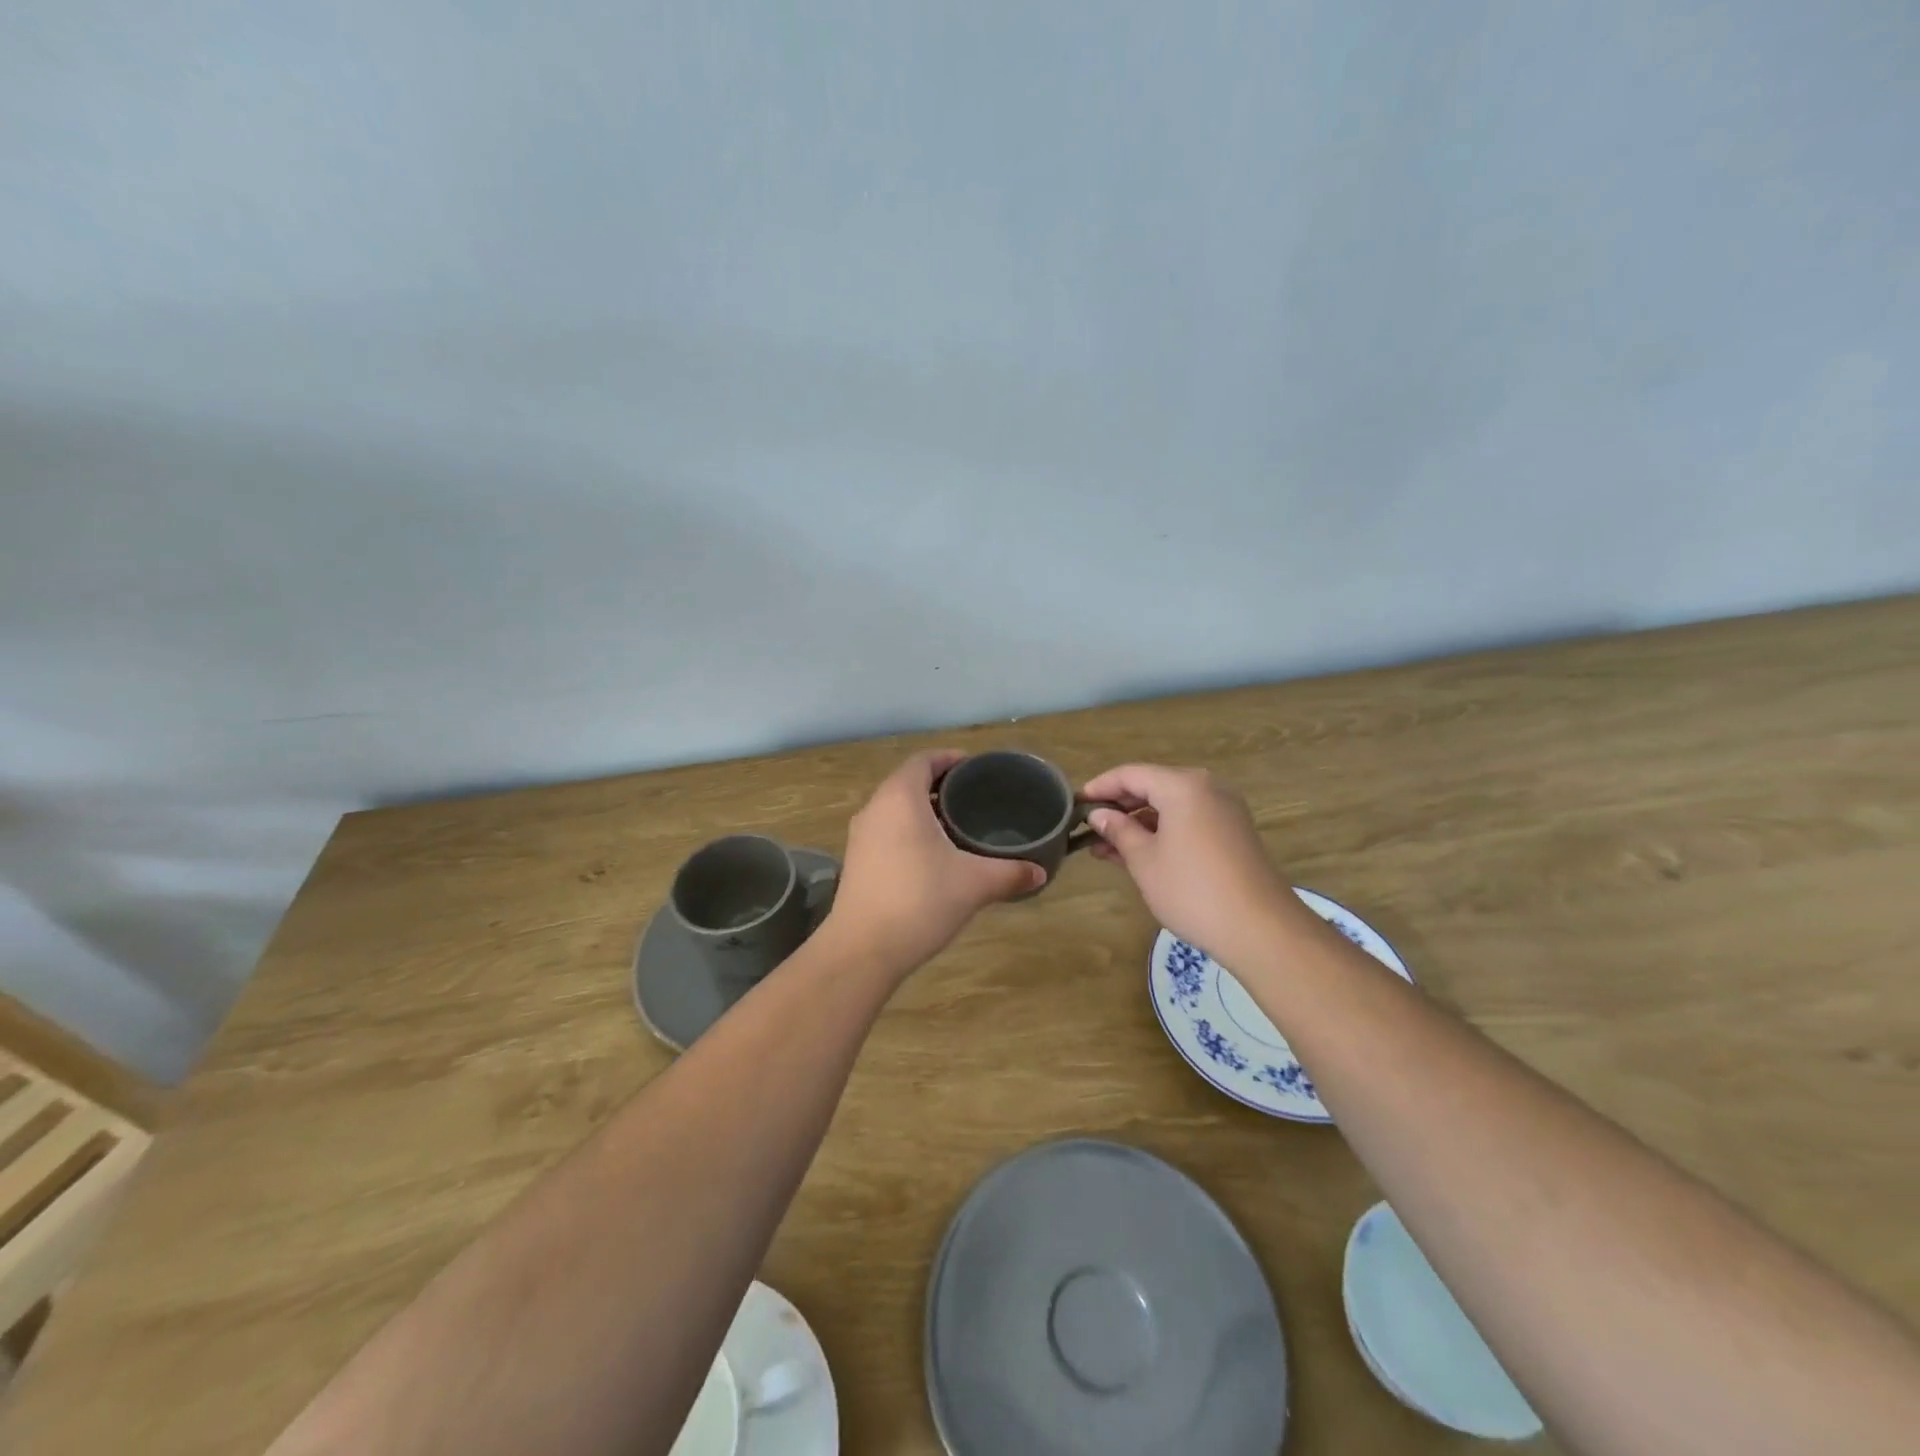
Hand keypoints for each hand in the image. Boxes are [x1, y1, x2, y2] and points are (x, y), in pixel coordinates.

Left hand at [823, 751, 1044, 978]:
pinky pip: (886, 831)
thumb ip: (1010, 873)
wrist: (862, 950)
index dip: (950, 758)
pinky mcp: (857, 862)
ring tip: (958, 825)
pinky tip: (933, 856)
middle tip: (975, 796)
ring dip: (924, 810)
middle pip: (908, 782)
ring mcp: (860, 836)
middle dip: (940, 784)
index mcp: (900, 798)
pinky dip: (909, 831)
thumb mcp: (974, 884)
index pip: (924, 760)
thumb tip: (1039, 872)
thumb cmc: (919, 901)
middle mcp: (875, 808)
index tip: (976, 767)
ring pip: (895, 808)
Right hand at [1081, 763, 1304, 970]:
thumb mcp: (1144, 860)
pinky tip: (1139, 855)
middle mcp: (1206, 788)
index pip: (1130, 774)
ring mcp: (1224, 810)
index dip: (1100, 787)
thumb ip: (1119, 831)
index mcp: (1183, 785)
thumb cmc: (1192, 890)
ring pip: (1170, 807)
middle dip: (1119, 808)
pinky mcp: (1233, 833)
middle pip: (1152, 786)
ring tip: (1106, 849)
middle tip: (1089, 829)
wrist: (1261, 929)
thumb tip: (1099, 815)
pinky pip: (1188, 821)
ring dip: (1139, 824)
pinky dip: (1162, 833)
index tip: (1074, 804)